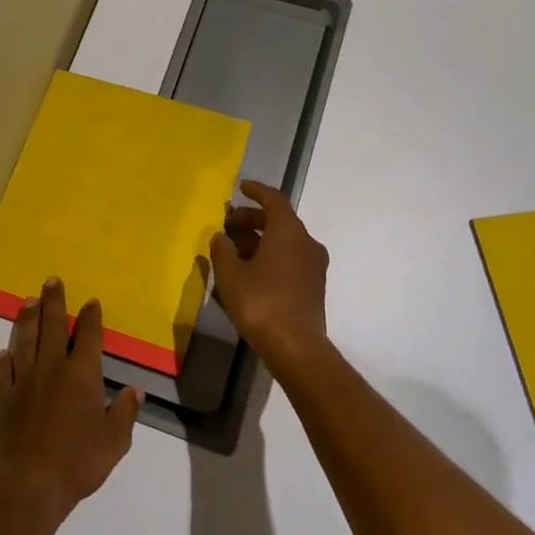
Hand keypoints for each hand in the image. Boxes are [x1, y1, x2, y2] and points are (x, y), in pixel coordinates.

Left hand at [0, 278, 142, 524]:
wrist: (28, 483)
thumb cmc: (78, 461)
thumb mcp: (114, 440)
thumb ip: (125, 412)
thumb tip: (135, 391)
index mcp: (82, 374)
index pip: (89, 337)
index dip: (91, 318)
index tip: (91, 302)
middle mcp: (52, 368)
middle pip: (53, 326)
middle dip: (54, 302)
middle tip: (52, 281)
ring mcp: (25, 382)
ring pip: (26, 341)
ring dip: (28, 319)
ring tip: (28, 302)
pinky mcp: (5, 399)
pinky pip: (5, 372)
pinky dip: (6, 360)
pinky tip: (5, 352)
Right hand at [209, 180, 330, 371]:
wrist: (296, 346)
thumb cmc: (261, 302)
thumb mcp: (230, 275)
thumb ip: (222, 250)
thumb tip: (220, 236)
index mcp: (288, 231)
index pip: (274, 199)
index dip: (256, 191)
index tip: (240, 187)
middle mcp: (306, 242)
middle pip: (279, 221)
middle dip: (252, 219)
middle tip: (228, 224)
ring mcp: (314, 266)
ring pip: (284, 242)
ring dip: (260, 240)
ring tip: (233, 250)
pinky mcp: (314, 286)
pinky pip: (290, 259)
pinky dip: (270, 256)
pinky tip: (249, 270)